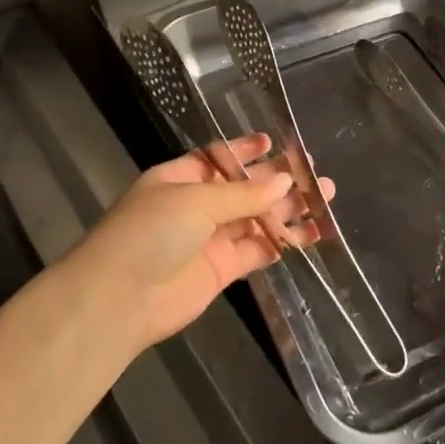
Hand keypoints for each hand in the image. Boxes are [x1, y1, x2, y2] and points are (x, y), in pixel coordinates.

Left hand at [68, 134, 333, 350]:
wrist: (119, 300)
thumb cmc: (150, 233)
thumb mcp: (195, 200)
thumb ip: (244, 193)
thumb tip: (285, 182)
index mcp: (180, 178)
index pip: (219, 158)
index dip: (246, 151)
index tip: (276, 143)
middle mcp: (196, 205)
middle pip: (245, 188)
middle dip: (279, 181)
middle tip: (317, 175)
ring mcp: (210, 238)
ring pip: (257, 219)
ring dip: (289, 211)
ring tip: (326, 200)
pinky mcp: (222, 269)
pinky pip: (259, 250)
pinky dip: (284, 243)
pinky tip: (311, 235)